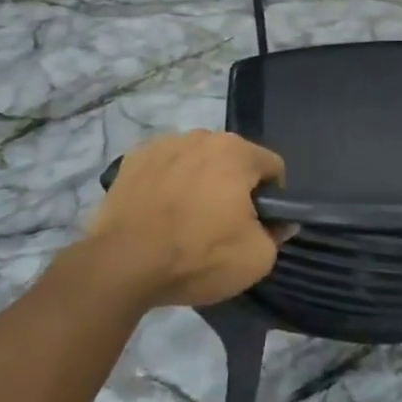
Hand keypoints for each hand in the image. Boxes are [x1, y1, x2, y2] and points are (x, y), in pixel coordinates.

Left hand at [70, 131, 286, 309]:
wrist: (122, 265)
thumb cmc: (197, 257)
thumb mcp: (256, 258)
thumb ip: (277, 234)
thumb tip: (279, 223)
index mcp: (237, 152)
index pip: (272, 167)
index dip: (272, 198)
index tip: (257, 225)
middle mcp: (202, 137)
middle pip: (233, 160)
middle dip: (234, 186)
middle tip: (221, 225)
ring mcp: (164, 144)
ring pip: (197, 161)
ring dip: (200, 182)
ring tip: (185, 220)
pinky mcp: (132, 159)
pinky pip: (164, 167)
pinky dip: (168, 184)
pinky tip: (158, 214)